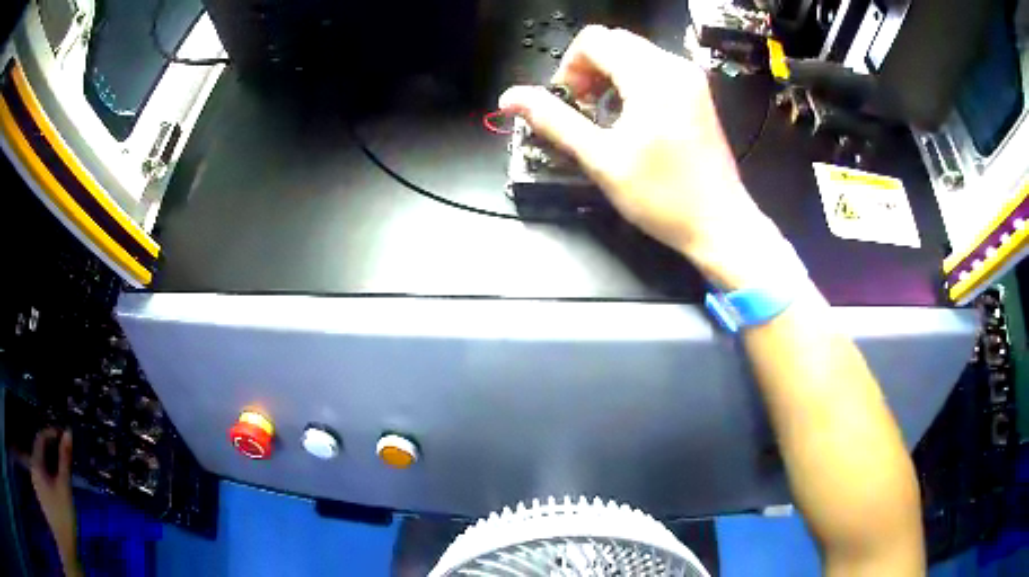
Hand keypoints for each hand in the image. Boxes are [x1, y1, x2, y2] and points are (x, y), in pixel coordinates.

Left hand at [27, 429, 80, 575]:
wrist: (63, 542)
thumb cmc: (62, 516)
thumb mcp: (64, 489)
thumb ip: (64, 461)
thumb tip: (67, 434)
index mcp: (36, 461)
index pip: (41, 437)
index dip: (50, 434)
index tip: (62, 436)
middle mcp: (32, 465)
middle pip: (39, 451)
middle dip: (50, 451)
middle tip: (63, 456)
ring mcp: (35, 479)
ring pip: (39, 465)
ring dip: (48, 464)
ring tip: (60, 474)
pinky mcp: (39, 491)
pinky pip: (40, 477)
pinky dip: (47, 476)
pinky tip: (55, 489)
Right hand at [500, 26, 796, 288]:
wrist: (720, 223)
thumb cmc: (663, 196)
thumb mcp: (601, 159)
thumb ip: (553, 120)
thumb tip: (511, 97)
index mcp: (652, 76)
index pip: (594, 40)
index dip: (569, 67)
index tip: (570, 103)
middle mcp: (674, 66)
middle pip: (614, 41)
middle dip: (588, 68)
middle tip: (584, 110)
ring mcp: (690, 78)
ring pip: (634, 52)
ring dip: (609, 75)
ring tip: (606, 116)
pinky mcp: (697, 93)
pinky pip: (654, 68)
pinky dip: (632, 81)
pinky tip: (631, 116)